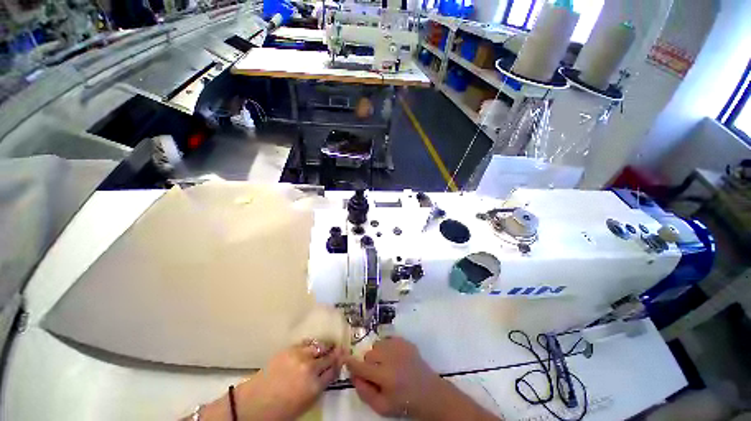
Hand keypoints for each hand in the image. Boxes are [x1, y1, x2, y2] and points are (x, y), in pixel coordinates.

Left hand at [199, 341, 343, 420]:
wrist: (252, 404)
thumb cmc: (279, 412)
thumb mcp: (304, 405)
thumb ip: (318, 388)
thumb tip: (327, 375)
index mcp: (314, 387)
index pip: (334, 371)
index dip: (340, 363)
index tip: (344, 358)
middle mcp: (310, 369)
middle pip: (329, 357)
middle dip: (336, 353)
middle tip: (340, 349)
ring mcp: (300, 357)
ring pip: (320, 347)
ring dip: (326, 347)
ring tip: (328, 345)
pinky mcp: (290, 349)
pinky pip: (307, 343)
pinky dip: (313, 344)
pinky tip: (314, 346)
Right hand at [345, 337, 500, 420]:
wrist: (430, 393)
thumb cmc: (405, 403)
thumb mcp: (382, 408)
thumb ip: (364, 392)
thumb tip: (353, 376)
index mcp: (385, 376)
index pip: (362, 366)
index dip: (351, 362)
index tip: (343, 357)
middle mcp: (391, 357)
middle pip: (369, 354)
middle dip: (369, 363)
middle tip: (377, 374)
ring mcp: (399, 346)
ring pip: (378, 345)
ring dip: (378, 354)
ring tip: (387, 365)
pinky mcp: (405, 341)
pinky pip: (388, 339)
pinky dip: (387, 348)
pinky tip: (394, 358)